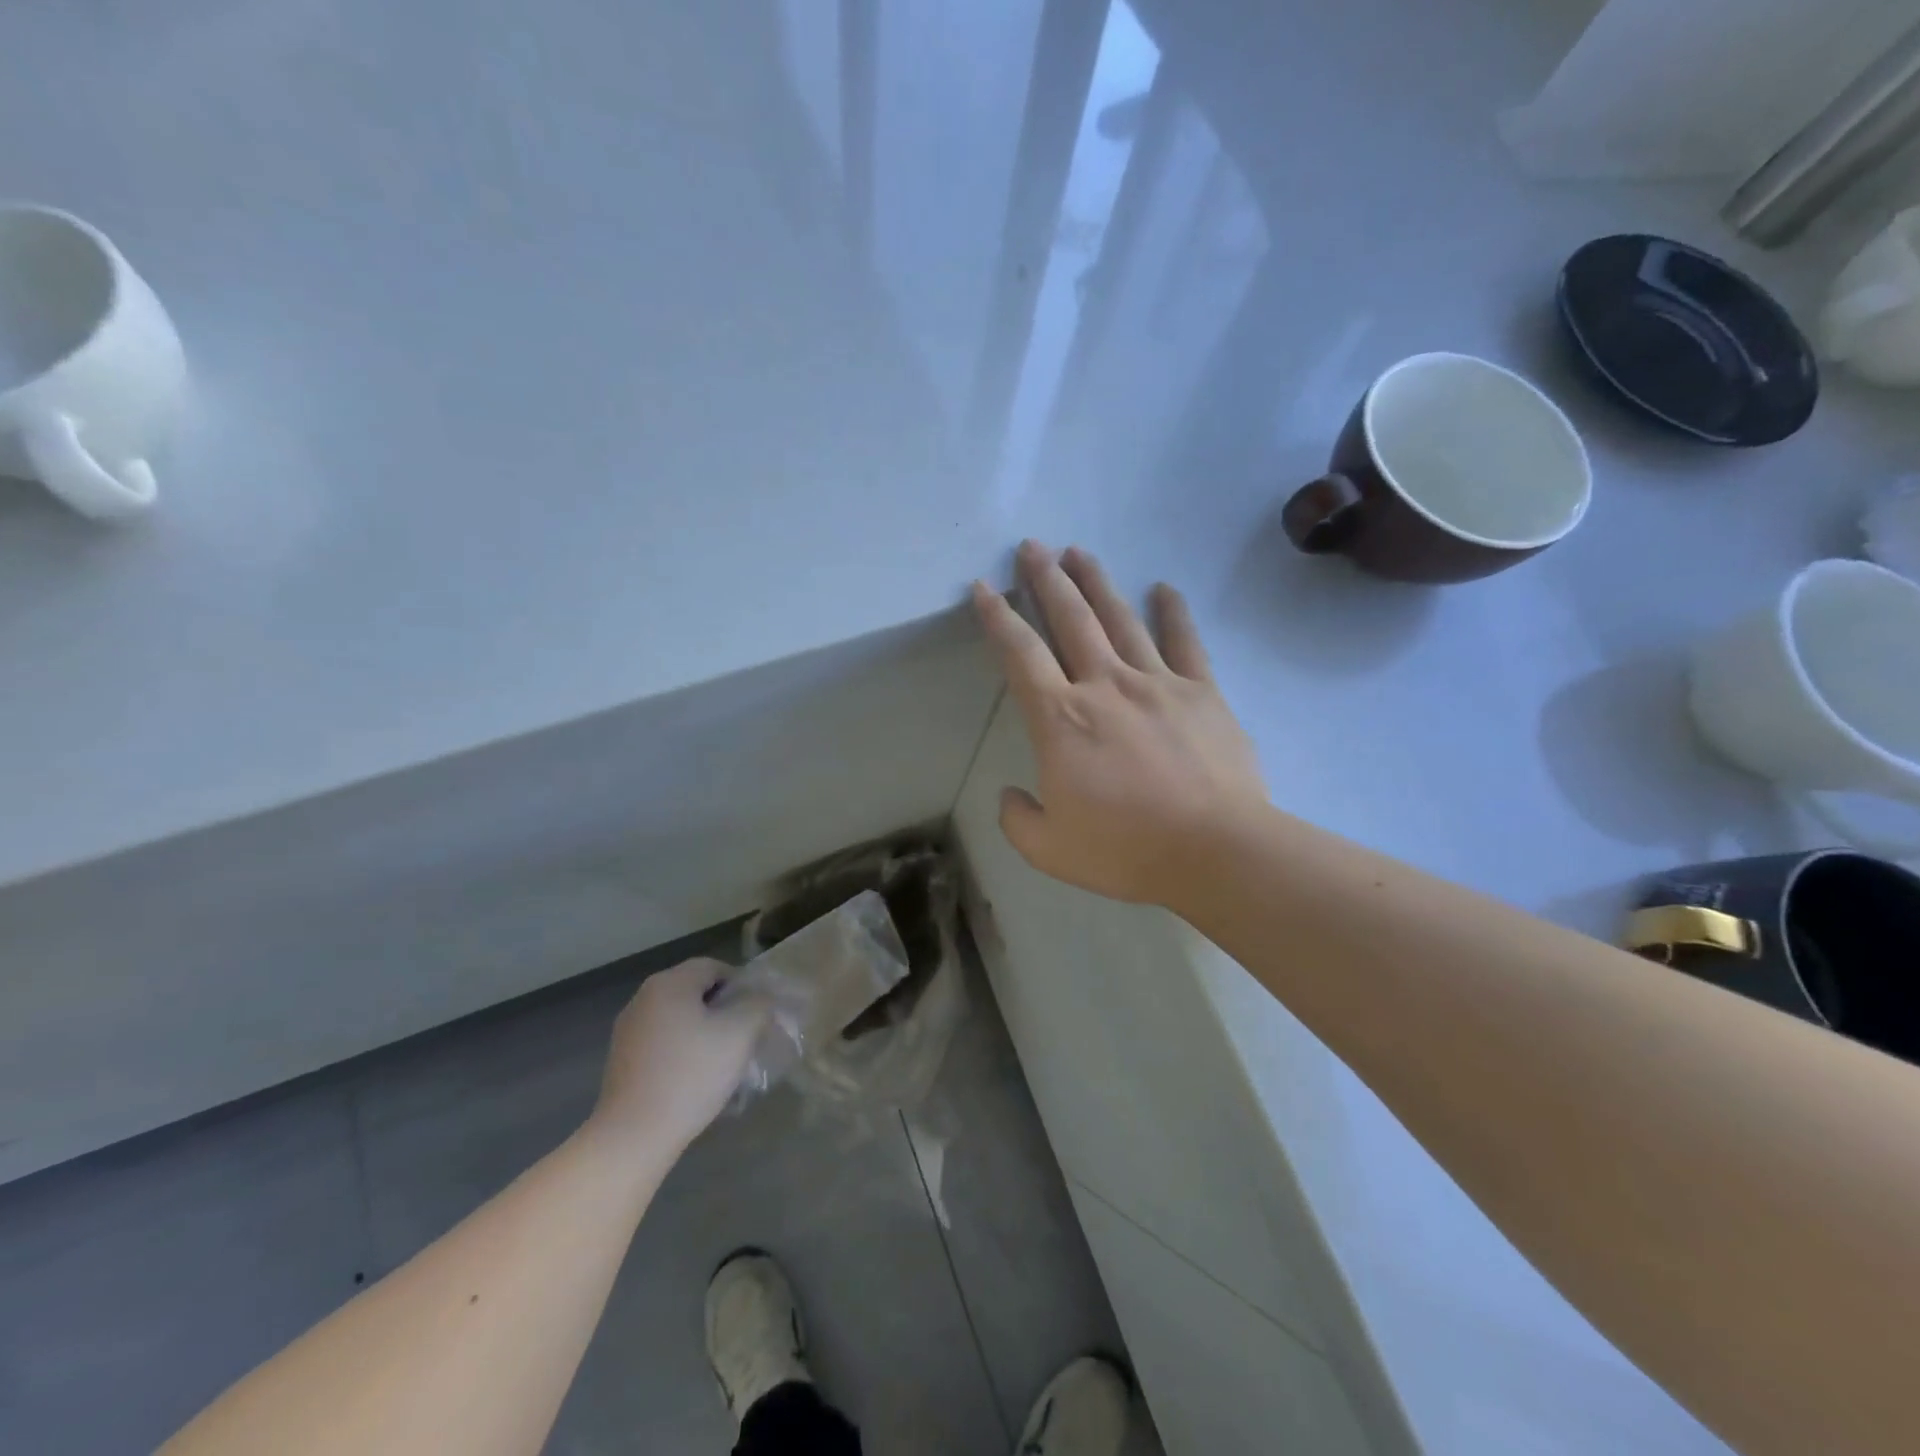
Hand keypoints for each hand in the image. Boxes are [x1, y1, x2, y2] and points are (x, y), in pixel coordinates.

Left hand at [590, 959, 769, 1155]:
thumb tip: (760, 999)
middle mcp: (643, 997)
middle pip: (695, 991)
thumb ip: (758, 1005)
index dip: (741, 985)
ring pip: (679, 1017)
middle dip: (724, 1009)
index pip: (714, 967)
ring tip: (721, 1061)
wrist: (633, 1135)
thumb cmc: (691, 1075)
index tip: (756, 1014)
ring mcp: (628, 1029)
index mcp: (669, 983)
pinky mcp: (622, 1059)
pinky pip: (662, 1040)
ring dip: (703, 1031)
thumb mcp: (740, 1034)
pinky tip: (694, 1078)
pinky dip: (682, 1050)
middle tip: (744, 1037)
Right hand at [971, 541, 1265, 905]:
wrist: (1216, 851)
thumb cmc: (1126, 850)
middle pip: (1070, 619)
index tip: (982, 587)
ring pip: (1121, 619)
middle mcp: (1105, 686)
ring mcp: (1158, 683)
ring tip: (1079, 552)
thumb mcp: (1049, 849)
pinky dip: (1174, 613)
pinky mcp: (1202, 693)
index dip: (997, 617)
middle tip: (1032, 546)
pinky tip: (1165, 588)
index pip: (1020, 654)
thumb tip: (1012, 795)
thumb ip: (1018, 818)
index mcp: (1061, 719)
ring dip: (1097, 583)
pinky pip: (1185, 643)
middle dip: (1046, 579)